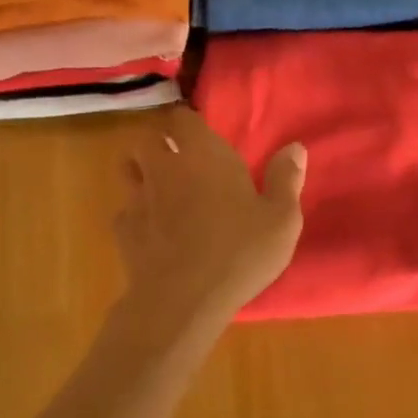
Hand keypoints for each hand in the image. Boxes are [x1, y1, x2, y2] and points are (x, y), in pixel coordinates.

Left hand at [114, 107, 307, 323]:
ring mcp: (138, 197)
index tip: (201, 137)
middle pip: (148, 139)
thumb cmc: (239, 252)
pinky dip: (136, 215)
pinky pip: (125, 210)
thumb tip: (294, 147)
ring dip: (142, 173)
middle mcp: (165, 166)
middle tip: (181, 162)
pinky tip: (152, 231)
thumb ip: (285, 179)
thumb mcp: (281, 219)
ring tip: (162, 190)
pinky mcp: (123, 229)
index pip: (182, 118)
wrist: (183, 299)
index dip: (188, 124)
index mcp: (203, 154)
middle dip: (161, 145)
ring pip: (129, 170)